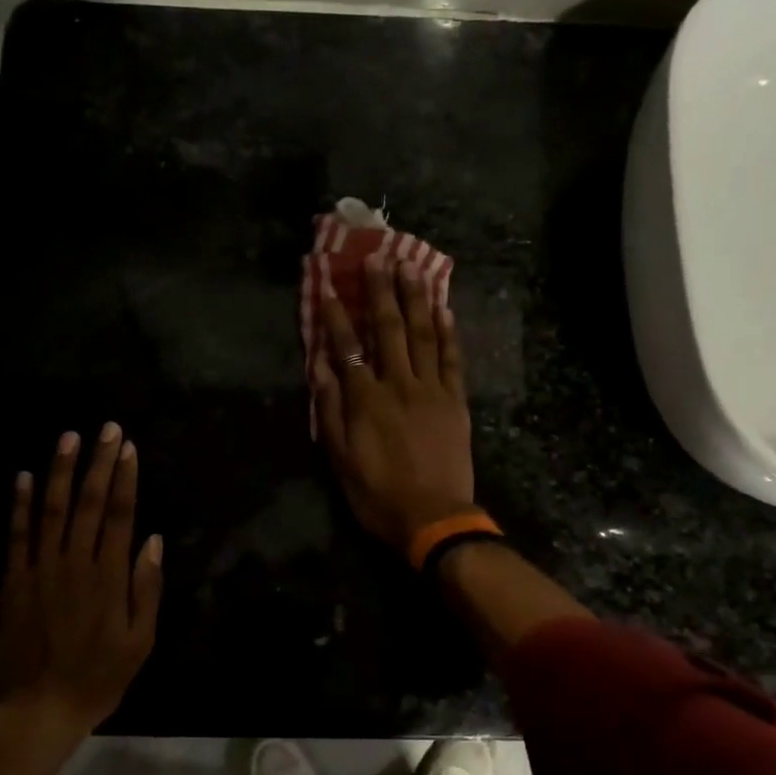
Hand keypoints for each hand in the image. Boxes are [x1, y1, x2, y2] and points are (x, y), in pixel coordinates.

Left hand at [0, 424, 163, 734]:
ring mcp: (41, 569)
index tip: (129, 448)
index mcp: (110, 576)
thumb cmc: (100, 676)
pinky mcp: (14, 580)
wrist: (41, 708)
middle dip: (99, 462)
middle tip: (107, 429)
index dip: (126, 478)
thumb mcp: (141, 640)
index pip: (121, 515)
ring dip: (61, 471)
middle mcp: (75, 563)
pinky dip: (19, 504)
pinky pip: (17, 535)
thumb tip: (152, 540)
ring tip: (69, 438)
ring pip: (52, 509)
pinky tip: (23, 477)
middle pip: (90, 503)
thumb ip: (146, 588)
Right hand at [313, 260, 476, 550]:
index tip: (327, 284)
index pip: (347, 345)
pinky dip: (448, 331)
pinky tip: (444, 308)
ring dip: (416, 298)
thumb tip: (320, 365)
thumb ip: (330, 408)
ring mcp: (432, 389)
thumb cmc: (377, 493)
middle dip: (380, 291)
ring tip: (411, 267)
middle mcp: (398, 384)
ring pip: (423, 334)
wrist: (433, 518)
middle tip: (377, 256)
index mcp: (365, 398)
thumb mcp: (340, 457)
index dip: (335, 314)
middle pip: (389, 328)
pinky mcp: (456, 400)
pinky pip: (452, 359)